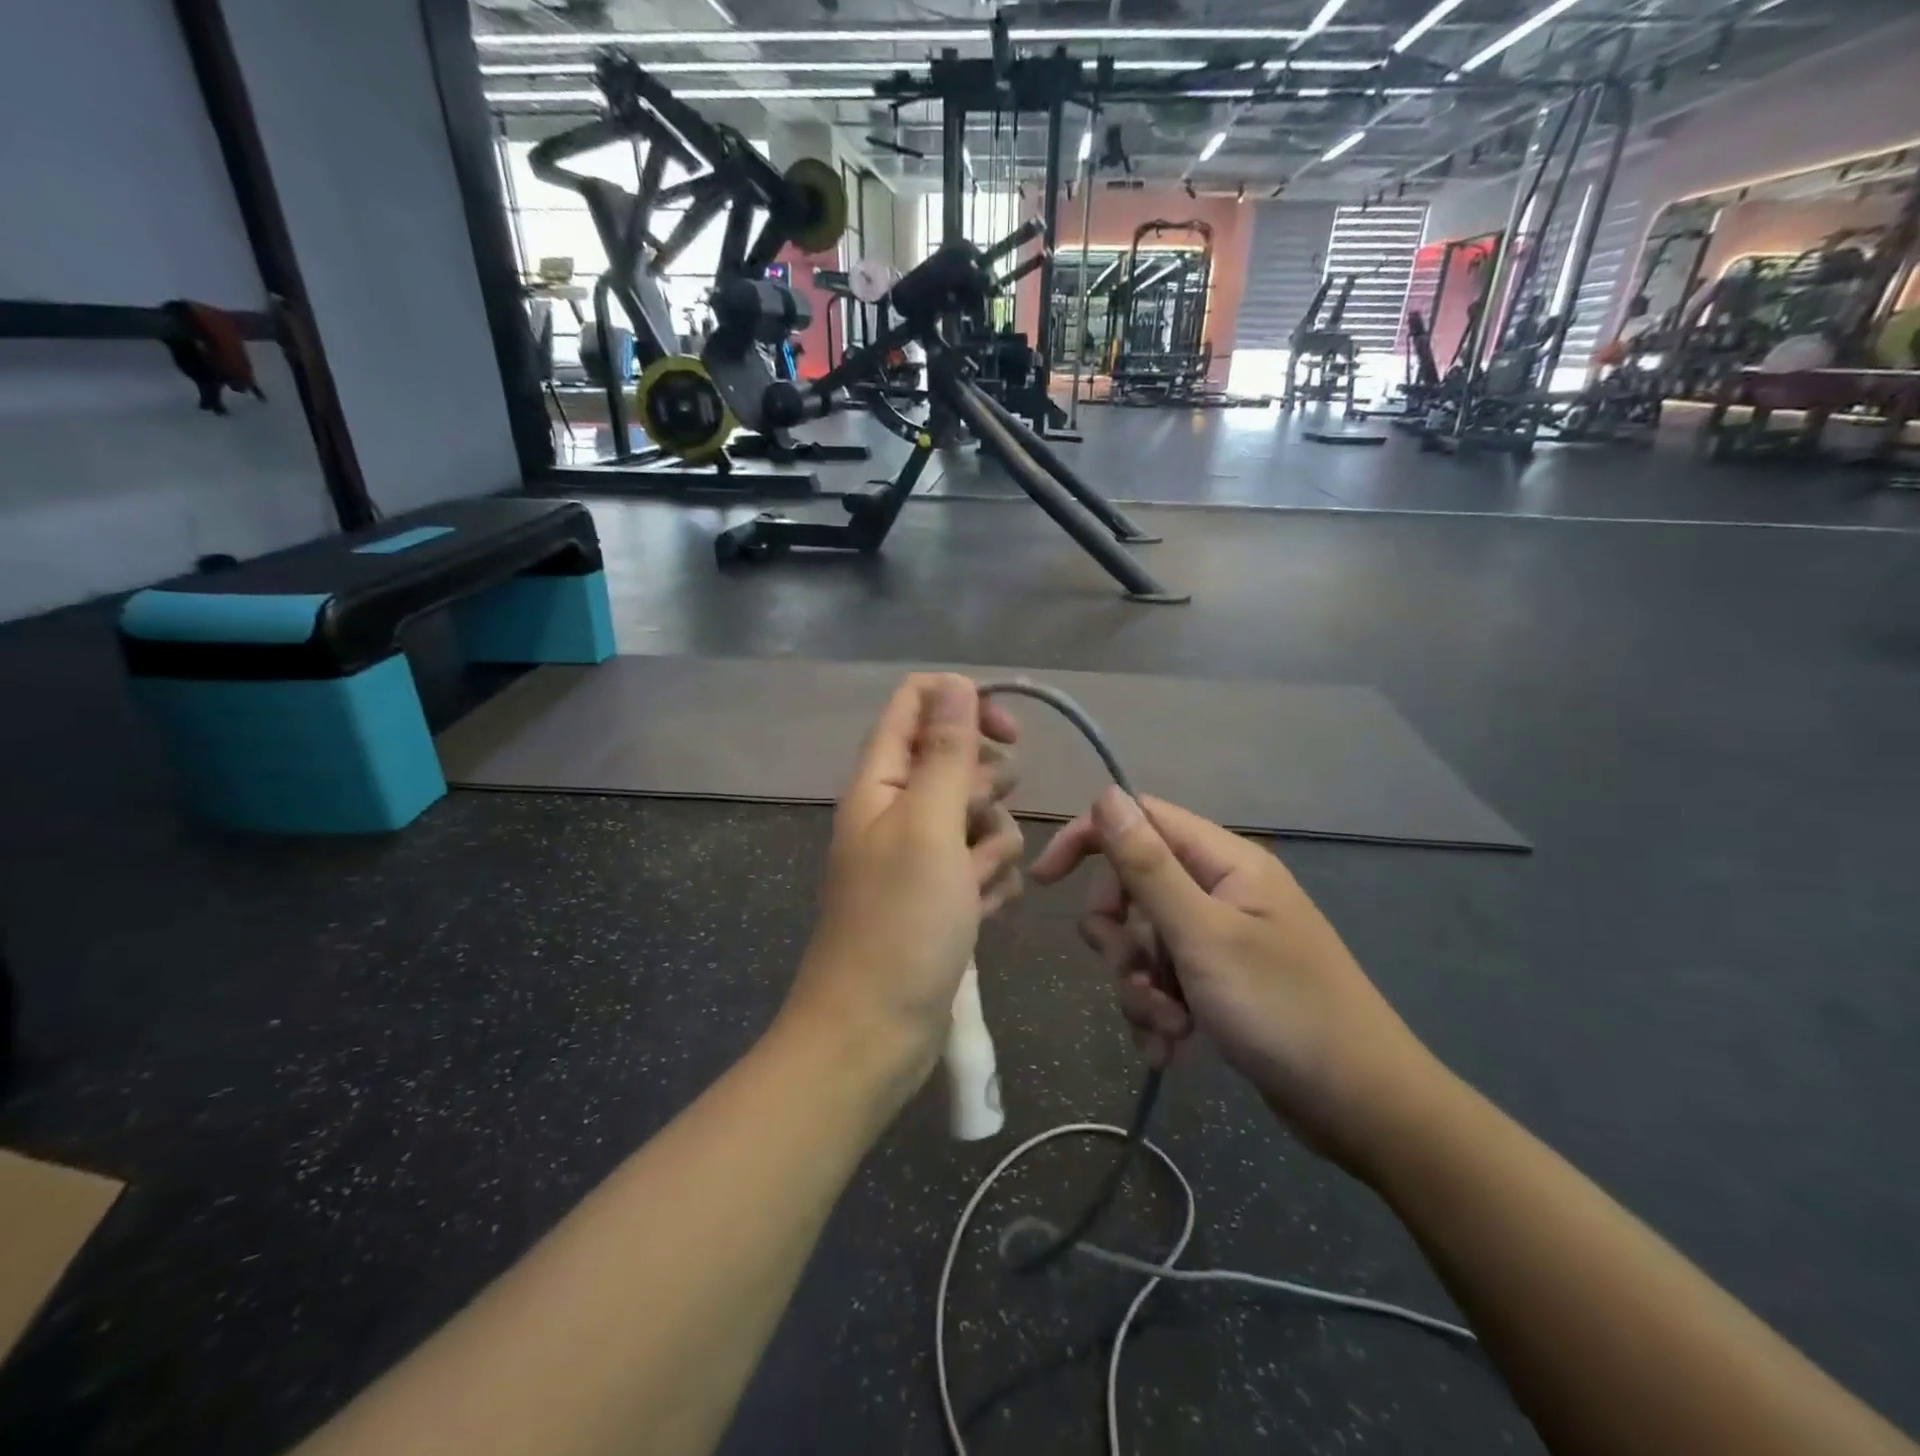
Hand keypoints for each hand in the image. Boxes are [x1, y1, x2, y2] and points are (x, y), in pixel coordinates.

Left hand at [784, 675, 1023, 1083]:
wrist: (875, 1031)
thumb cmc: (900, 922)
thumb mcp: (929, 826)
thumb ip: (946, 752)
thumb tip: (956, 683)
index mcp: (880, 780)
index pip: (917, 704)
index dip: (964, 705)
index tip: (1009, 736)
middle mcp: (898, 809)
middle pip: (959, 762)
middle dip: (986, 791)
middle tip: (974, 828)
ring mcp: (921, 855)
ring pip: (981, 816)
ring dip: (993, 846)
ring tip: (975, 887)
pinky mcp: (942, 895)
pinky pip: (983, 864)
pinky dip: (989, 883)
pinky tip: (981, 914)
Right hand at [1030, 788, 1441, 1172]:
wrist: (1364, 1110)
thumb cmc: (1284, 1011)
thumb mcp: (1203, 935)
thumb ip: (1148, 865)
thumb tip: (1106, 795)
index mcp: (1224, 862)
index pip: (1140, 820)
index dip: (1089, 840)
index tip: (1046, 882)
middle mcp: (1221, 890)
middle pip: (1134, 886)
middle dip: (1119, 936)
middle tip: (1133, 974)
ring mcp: (1221, 938)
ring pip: (1143, 942)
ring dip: (1138, 986)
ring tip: (1167, 1028)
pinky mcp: (1220, 983)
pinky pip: (1164, 981)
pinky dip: (1158, 1012)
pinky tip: (1173, 1049)